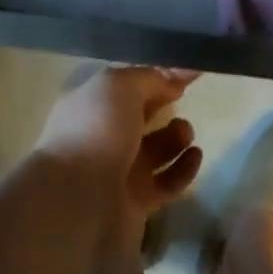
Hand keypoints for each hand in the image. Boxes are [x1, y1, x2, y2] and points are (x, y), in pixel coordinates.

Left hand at [36, 65, 203, 243]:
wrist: (78, 199)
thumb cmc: (95, 133)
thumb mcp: (118, 87)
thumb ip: (148, 77)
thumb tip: (171, 79)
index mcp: (89, 106)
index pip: (125, 86)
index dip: (155, 75)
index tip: (188, 71)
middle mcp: (101, 138)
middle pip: (138, 117)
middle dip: (163, 104)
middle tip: (183, 97)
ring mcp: (118, 172)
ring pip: (154, 151)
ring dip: (176, 137)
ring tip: (185, 132)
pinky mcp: (136, 202)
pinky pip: (166, 182)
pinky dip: (183, 169)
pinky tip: (195, 155)